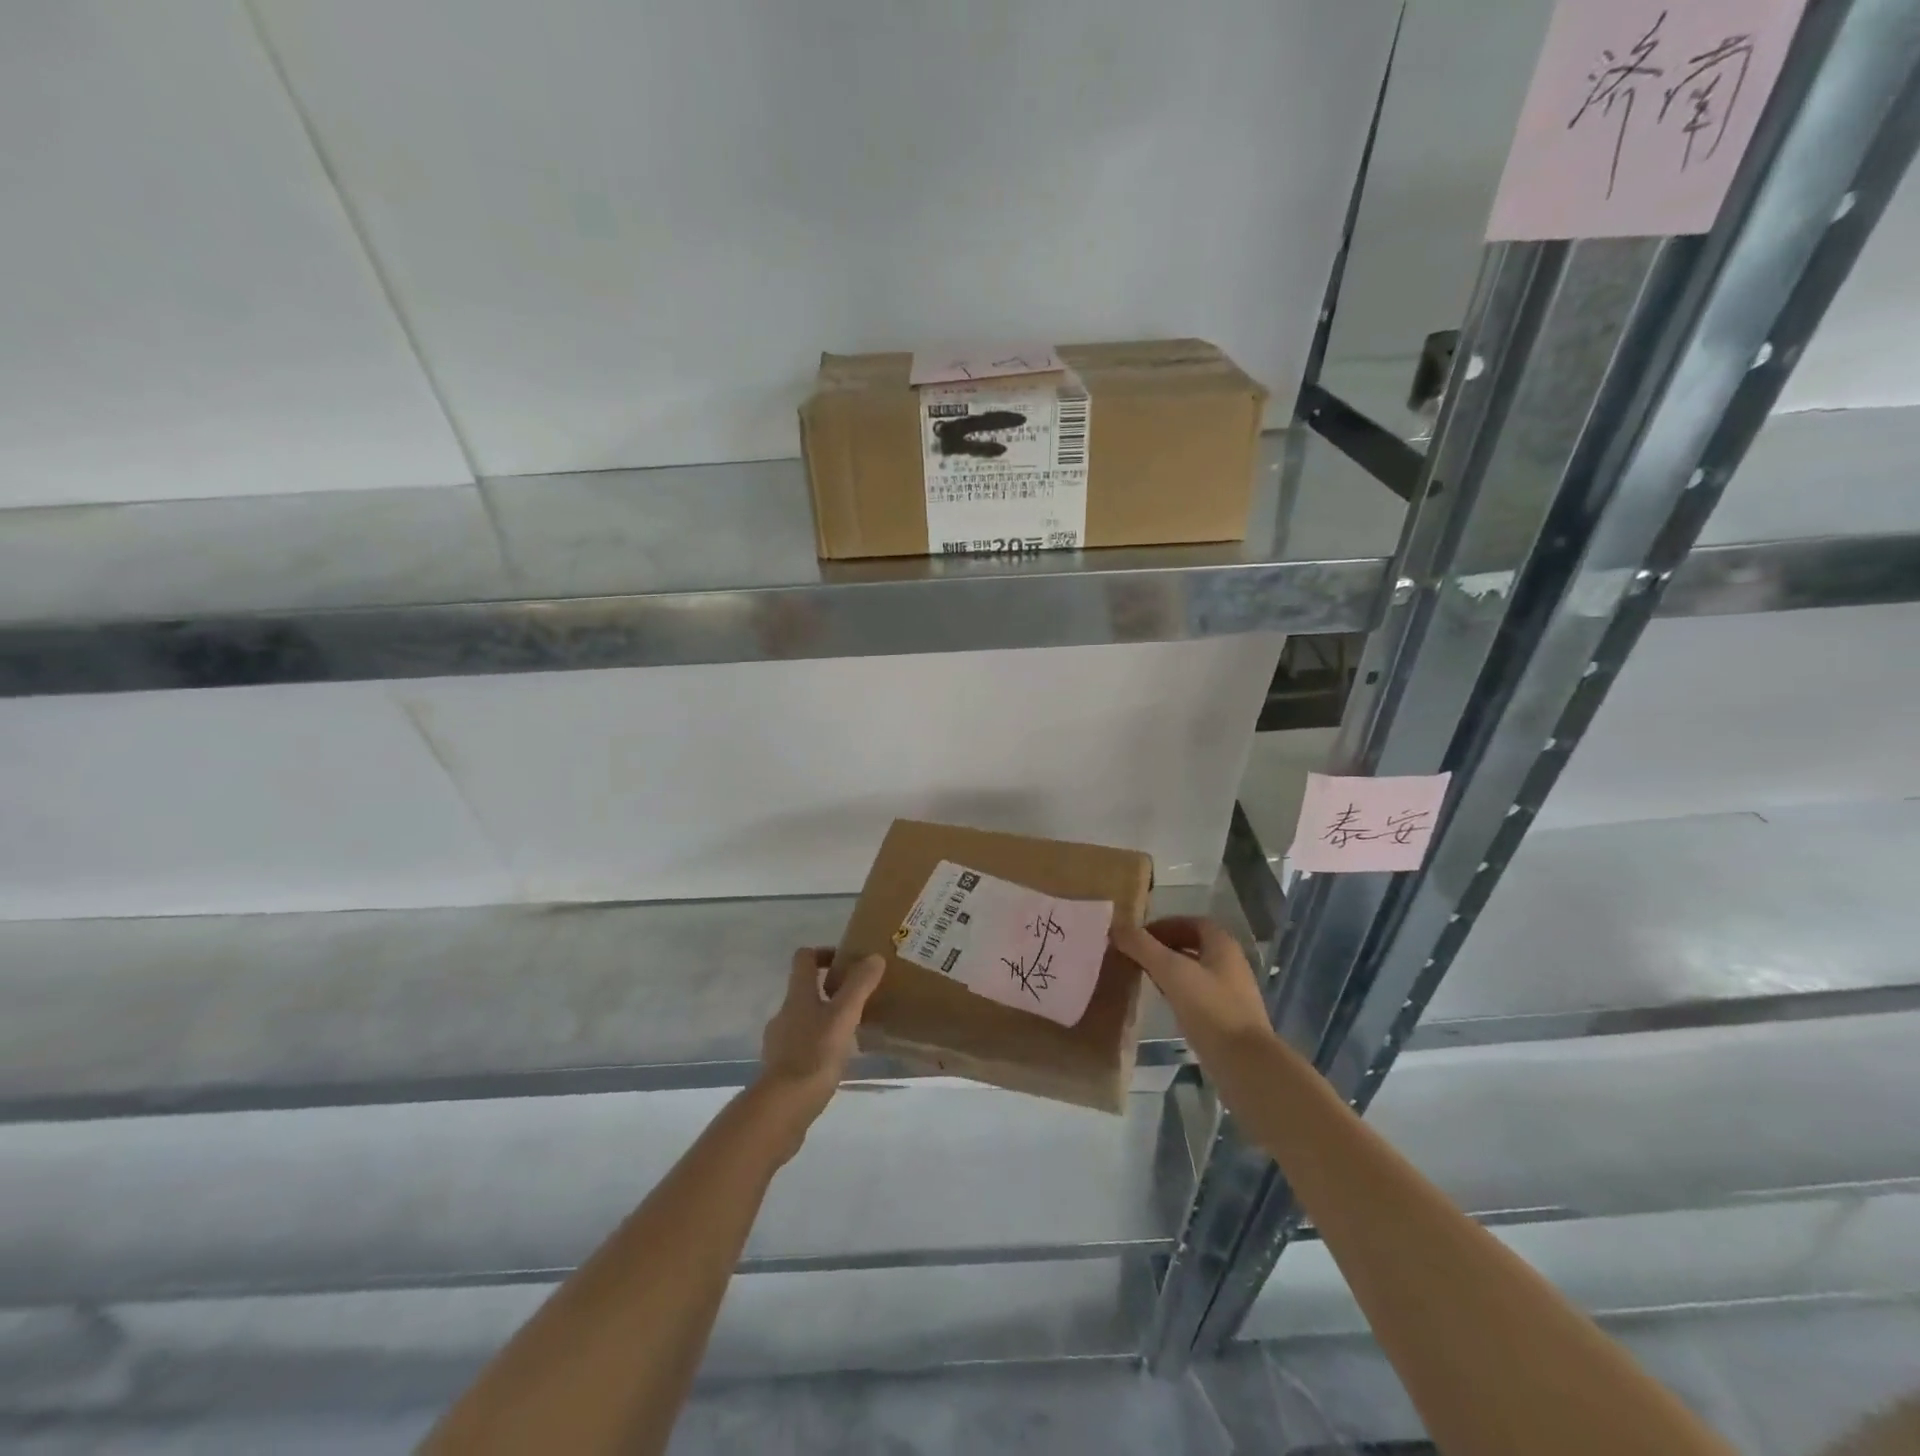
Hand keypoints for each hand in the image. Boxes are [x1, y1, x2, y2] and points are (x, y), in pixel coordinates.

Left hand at [753, 948, 887, 1134]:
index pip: (804, 958)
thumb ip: (859, 986)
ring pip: (804, 1018)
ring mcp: (779, 1041)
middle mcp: (784, 1013)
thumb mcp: (843, 1016)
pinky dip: (818, 1044)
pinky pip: (802, 1045)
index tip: (847, 962)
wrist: (782, 1108)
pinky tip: (836, 1059)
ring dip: (825, 1018)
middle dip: (830, 989)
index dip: (824, 952)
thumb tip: (874, 957)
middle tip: (859, 999)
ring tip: (852, 1031)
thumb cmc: (814, 1055)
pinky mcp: (781, 1067)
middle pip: (805, 989)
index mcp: (798, 995)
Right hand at [1110, 917, 1272, 1053]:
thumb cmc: (1210, 1009)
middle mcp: (1231, 963)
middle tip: (1137, 956)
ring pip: (1196, 971)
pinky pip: (1199, 995)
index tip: (1138, 937)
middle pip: (1194, 946)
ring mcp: (1232, 993)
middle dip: (1164, 948)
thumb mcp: (1171, 972)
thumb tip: (1116, 927)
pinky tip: (1165, 1004)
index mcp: (1223, 945)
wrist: (1245, 1065)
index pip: (1191, 923)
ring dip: (1171, 970)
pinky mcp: (1229, 1018)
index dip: (1164, 925)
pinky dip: (1179, 992)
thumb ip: (1142, 947)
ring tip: (1145, 978)